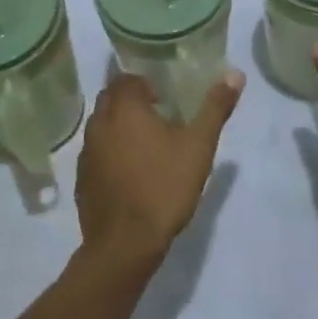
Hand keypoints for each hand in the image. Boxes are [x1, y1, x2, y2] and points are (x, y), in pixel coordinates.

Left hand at [76, 70, 244, 267]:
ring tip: (146, 145)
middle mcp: (99, 124)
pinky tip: (130, 173)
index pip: (126, 79)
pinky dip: (110, 154)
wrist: (125, 244)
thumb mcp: (199, 146)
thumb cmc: (164, 186)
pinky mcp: (82, 180)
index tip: (164, 99)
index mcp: (125, 109)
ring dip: (119, 127)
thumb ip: (215, 108)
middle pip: (110, 99)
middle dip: (130, 101)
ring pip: (101, 126)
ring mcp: (87, 154)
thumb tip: (235, 74)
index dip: (144, 84)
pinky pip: (95, 154)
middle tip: (157, 117)